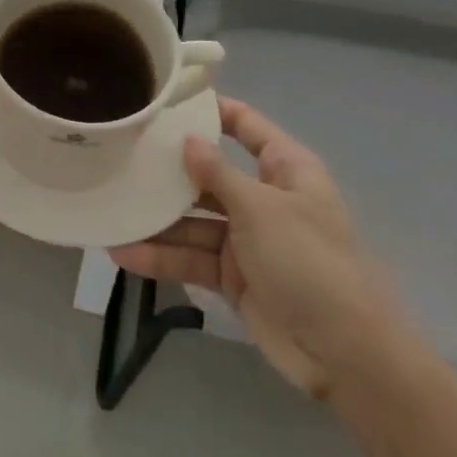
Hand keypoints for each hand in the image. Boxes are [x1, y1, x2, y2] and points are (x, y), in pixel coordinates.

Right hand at [109, 97, 403, 399]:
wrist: (347, 356)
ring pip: (192, 220)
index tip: (165, 100)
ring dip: (155, 220)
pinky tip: (122, 252)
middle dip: (167, 170)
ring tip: (109, 210)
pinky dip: (160, 257)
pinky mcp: (233, 276)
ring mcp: (247, 240)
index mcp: (284, 170)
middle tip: (118, 155)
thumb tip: (187, 140)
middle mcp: (263, 198)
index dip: (210, 110)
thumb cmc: (310, 263)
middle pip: (208, 174)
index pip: (245, 126)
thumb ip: (217, 173)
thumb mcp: (261, 209)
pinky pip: (191, 257)